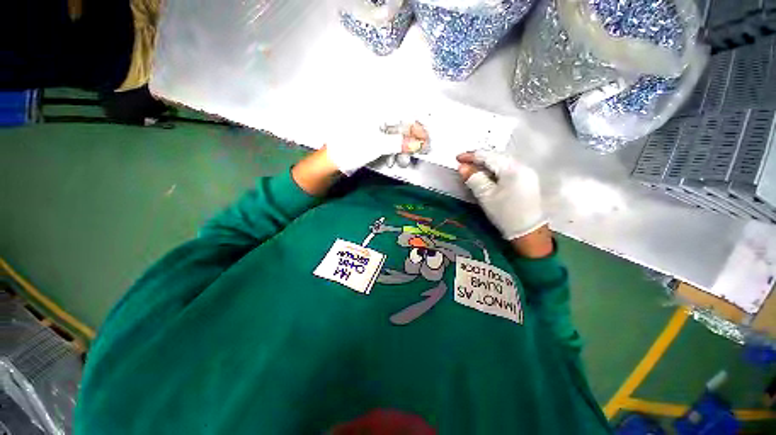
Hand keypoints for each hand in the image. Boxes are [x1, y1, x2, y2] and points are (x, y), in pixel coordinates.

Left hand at [326, 121, 427, 174]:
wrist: (333, 160)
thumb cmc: (352, 147)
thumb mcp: (378, 145)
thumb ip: (400, 143)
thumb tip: (418, 144)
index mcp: (376, 109)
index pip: (404, 113)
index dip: (417, 126)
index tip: (425, 139)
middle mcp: (376, 114)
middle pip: (401, 124)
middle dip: (410, 141)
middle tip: (418, 152)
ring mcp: (374, 125)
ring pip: (395, 134)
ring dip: (402, 149)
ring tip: (402, 162)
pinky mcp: (372, 135)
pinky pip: (388, 140)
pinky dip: (393, 150)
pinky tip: (392, 160)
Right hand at [457, 150, 549, 250]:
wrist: (528, 232)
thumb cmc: (505, 213)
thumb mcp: (486, 196)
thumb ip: (474, 179)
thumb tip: (462, 167)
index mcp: (513, 169)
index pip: (489, 156)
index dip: (472, 156)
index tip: (457, 158)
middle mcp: (522, 166)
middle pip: (497, 157)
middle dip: (479, 159)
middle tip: (464, 163)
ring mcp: (526, 174)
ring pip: (502, 164)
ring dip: (486, 165)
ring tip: (472, 168)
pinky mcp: (527, 181)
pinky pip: (507, 171)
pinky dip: (494, 171)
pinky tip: (487, 175)